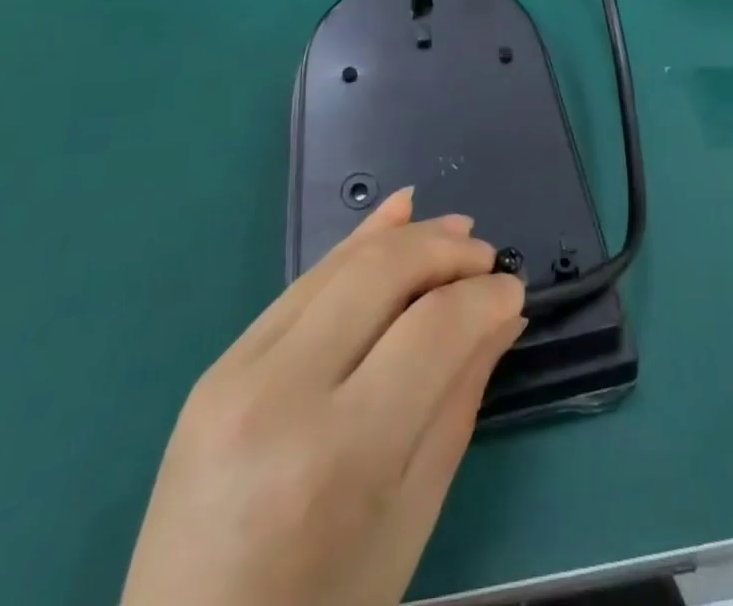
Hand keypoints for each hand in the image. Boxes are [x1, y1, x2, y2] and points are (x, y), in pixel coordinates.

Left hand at [120, 189, 524, 605]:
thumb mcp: (410, 517)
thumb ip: (459, 401)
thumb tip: (503, 315)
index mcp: (337, 455)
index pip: (432, 330)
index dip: (484, 297)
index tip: (515, 290)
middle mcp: (280, 395)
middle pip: (381, 275)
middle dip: (446, 251)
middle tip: (488, 257)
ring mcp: (235, 374)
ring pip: (340, 264)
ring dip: (406, 236)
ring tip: (457, 230)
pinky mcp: (217, 365)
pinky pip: (302, 284)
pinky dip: (356, 244)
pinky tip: (397, 215)